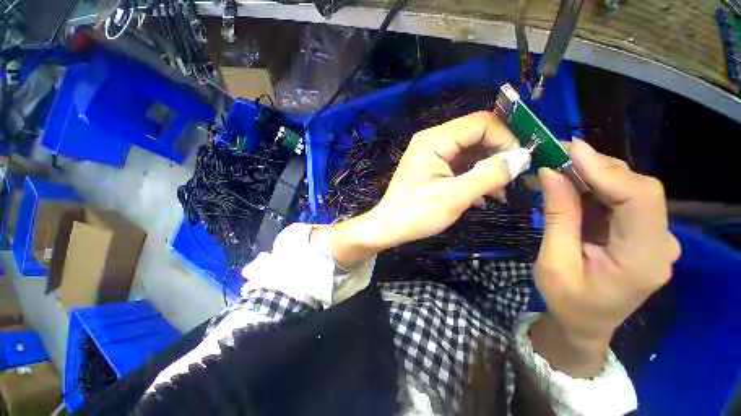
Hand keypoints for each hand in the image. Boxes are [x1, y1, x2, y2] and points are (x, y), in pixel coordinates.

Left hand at [363, 111, 529, 248]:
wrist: (389, 228)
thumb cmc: (417, 213)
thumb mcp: (455, 196)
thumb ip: (489, 175)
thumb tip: (522, 157)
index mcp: (435, 140)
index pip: (481, 122)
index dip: (506, 138)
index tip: (520, 162)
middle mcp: (433, 141)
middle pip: (476, 136)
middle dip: (498, 155)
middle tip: (514, 179)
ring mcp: (432, 156)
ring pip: (470, 153)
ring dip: (488, 170)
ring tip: (500, 193)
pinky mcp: (432, 169)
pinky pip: (460, 166)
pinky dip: (474, 178)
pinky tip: (482, 197)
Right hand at [530, 140, 680, 375]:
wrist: (585, 324)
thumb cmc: (567, 300)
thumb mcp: (553, 262)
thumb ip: (558, 217)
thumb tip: (550, 174)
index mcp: (643, 260)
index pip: (639, 199)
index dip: (606, 170)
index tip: (570, 150)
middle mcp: (661, 244)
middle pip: (639, 189)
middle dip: (597, 168)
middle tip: (557, 156)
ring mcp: (655, 238)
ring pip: (632, 190)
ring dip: (594, 175)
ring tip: (559, 169)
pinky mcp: (643, 234)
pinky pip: (623, 200)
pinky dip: (596, 188)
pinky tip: (572, 186)